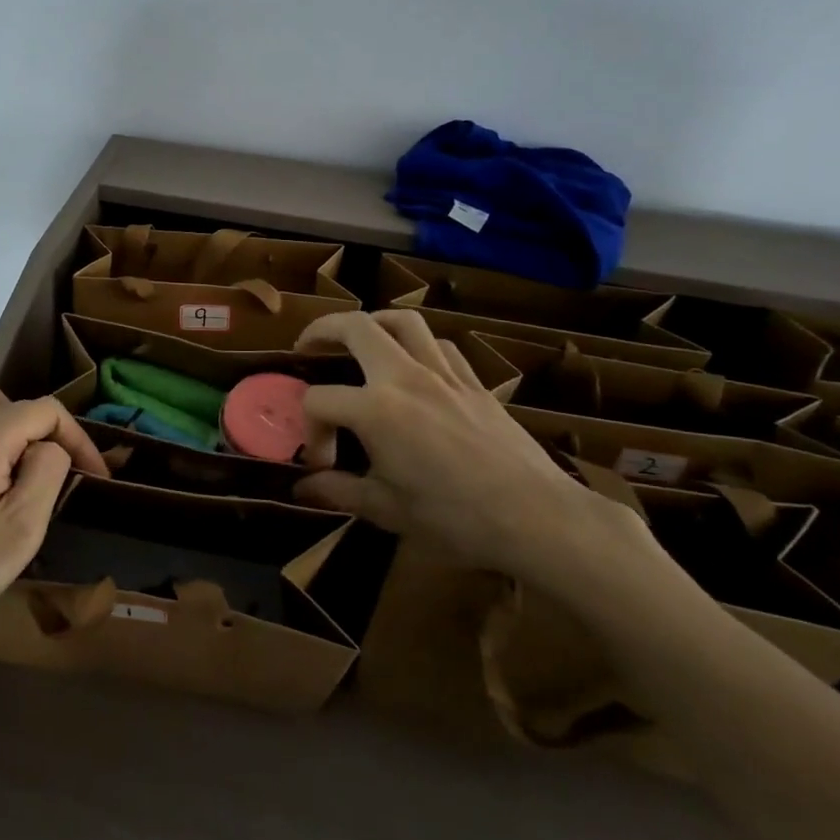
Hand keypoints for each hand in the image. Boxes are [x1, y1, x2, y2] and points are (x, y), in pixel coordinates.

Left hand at [0, 389, 106, 652]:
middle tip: (56, 479)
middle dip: (44, 435)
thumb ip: (47, 470)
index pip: (46, 410)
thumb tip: (51, 446)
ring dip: (14, 441)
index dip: (78, 438)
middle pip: (14, 406)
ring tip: (23, 487)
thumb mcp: (22, 527)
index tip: (95, 477)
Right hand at [292, 310, 655, 590]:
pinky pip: (441, 346)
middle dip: (323, 329)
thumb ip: (338, 491)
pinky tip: (415, 366)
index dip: (310, 430)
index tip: (321, 464)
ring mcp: (444, 374)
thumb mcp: (387, 511)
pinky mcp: (475, 382)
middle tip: (308, 346)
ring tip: (360, 340)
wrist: (537, 518)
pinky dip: (419, 345)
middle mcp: (405, 378)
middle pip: (356, 327)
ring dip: (373, 323)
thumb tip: (301, 488)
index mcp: (375, 409)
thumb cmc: (455, 518)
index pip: (320, 401)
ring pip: (404, 321)